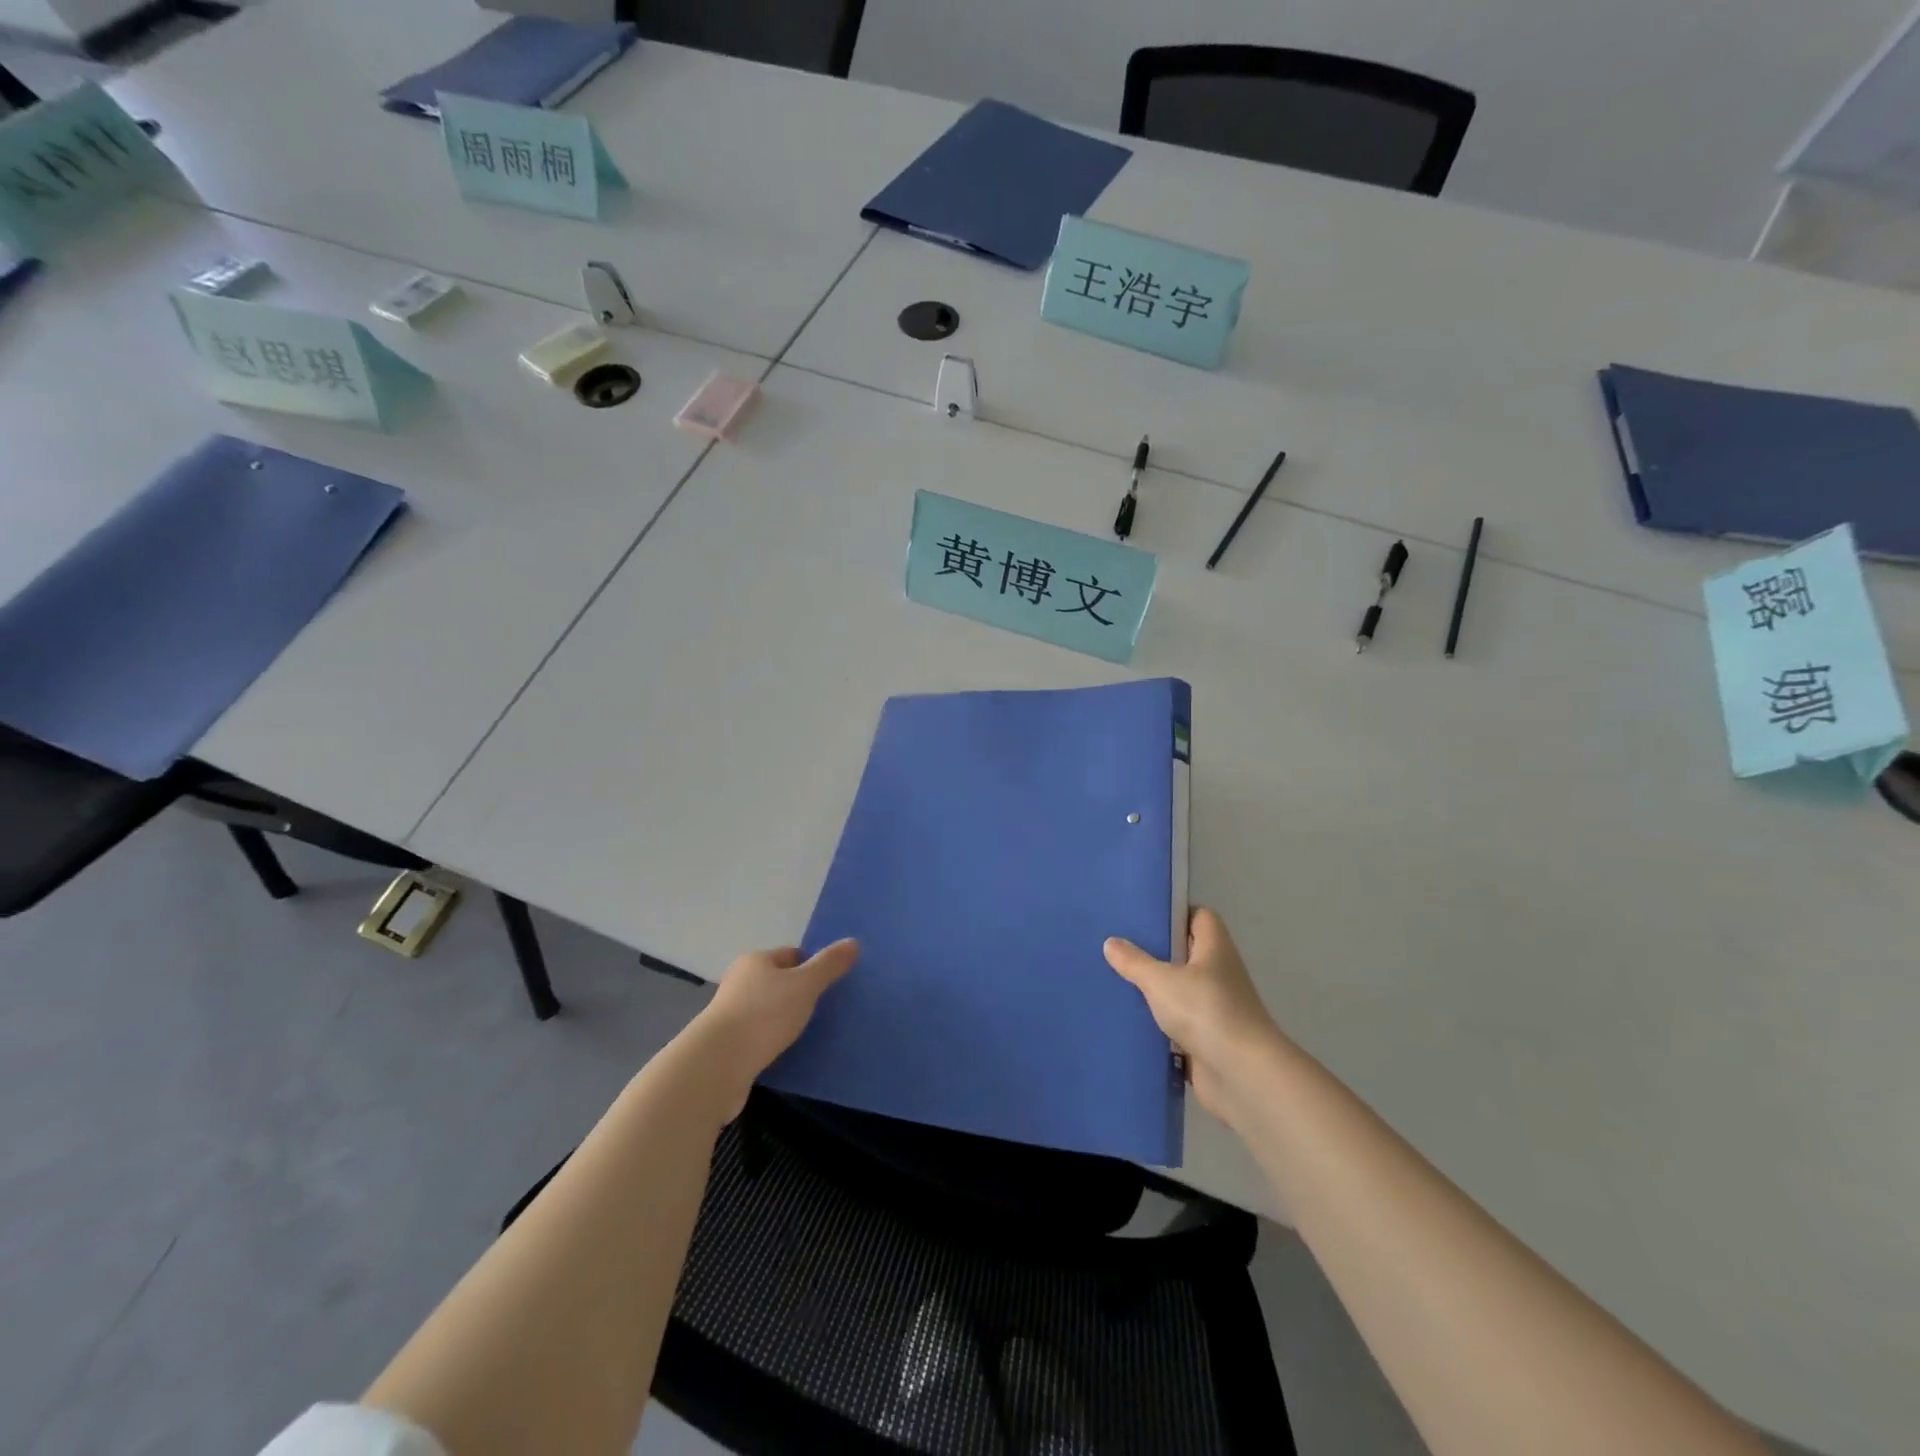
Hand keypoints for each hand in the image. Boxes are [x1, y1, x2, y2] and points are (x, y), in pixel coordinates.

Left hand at [692, 940, 858, 1112]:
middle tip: (826, 1009)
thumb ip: (829, 965)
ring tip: (811, 1034)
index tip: (832, 984)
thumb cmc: (763, 1015)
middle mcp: (739, 983)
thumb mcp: (804, 985)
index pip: (791, 955)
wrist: (717, 1065)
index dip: (812, 966)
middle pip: (778, 982)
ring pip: (768, 1012)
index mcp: (755, 961)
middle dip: (800, 994)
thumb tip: (853, 942)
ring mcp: (730, 1015)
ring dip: (786, 1021)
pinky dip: (773, 1043)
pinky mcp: (727, 1047)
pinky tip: (789, 1054)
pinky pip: (759, 1038)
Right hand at [1104, 909, 1282, 1126]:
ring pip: (1180, 993)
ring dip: (1156, 993)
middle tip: (1120, 949)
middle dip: (1157, 954)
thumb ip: (1134, 961)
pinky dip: (1159, 1027)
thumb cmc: (1206, 1011)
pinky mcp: (1208, 1042)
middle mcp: (1219, 975)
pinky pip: (1178, 1027)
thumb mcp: (1161, 980)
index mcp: (1215, 949)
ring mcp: (1216, 1010)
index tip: (1145, 917)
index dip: (1176, 913)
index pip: (1200, 917)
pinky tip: (1130, 1023)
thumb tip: (1111, 942)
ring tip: (1117, 984)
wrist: (1241, 1075)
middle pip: (1187, 955)